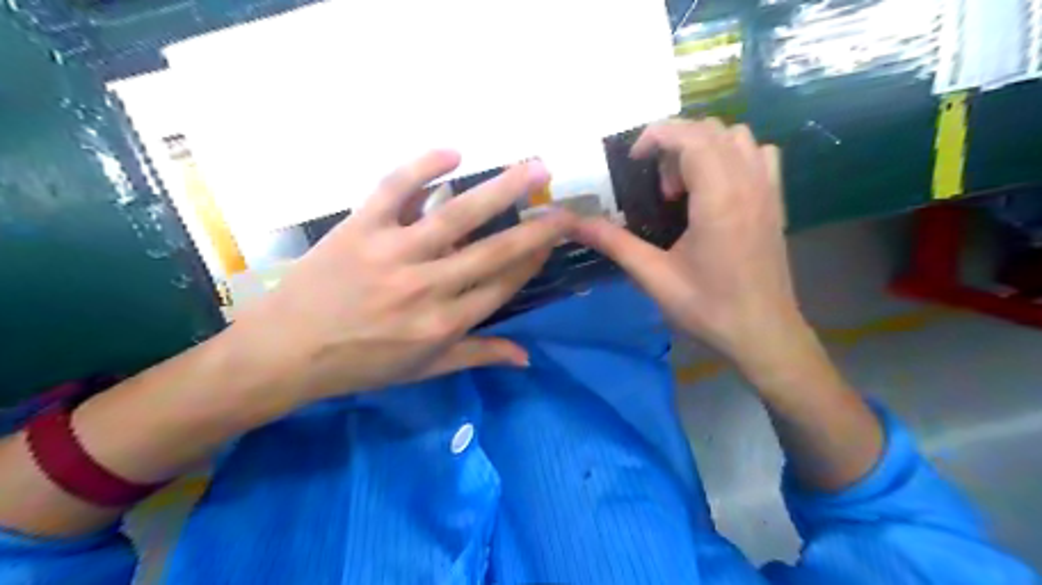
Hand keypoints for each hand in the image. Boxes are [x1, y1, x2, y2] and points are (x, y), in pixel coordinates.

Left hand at [226, 152, 576, 400]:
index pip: (503, 284)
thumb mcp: (424, 369)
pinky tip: (453, 152)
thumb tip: (527, 357)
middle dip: (538, 227)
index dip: (534, 260)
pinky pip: (395, 190)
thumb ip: (478, 356)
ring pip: (456, 215)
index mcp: (445, 323)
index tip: (553, 239)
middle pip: (495, 250)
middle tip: (567, 205)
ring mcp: (393, 253)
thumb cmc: (361, 364)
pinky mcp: (360, 228)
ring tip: (535, 166)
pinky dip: (422, 167)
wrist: (286, 352)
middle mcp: (428, 286)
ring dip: (501, 189)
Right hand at [574, 120, 807, 374]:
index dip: (656, 136)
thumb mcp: (654, 276)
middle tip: (658, 189)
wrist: (763, 334)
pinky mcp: (776, 201)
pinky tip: (716, 189)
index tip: (633, 161)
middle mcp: (748, 182)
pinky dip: (733, 156)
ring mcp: (768, 189)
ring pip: (737, 137)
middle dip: (675, 144)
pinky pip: (758, 154)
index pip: (690, 135)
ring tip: (685, 188)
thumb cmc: (708, 308)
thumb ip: (614, 244)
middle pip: (711, 130)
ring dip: (703, 148)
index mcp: (718, 198)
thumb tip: (573, 224)